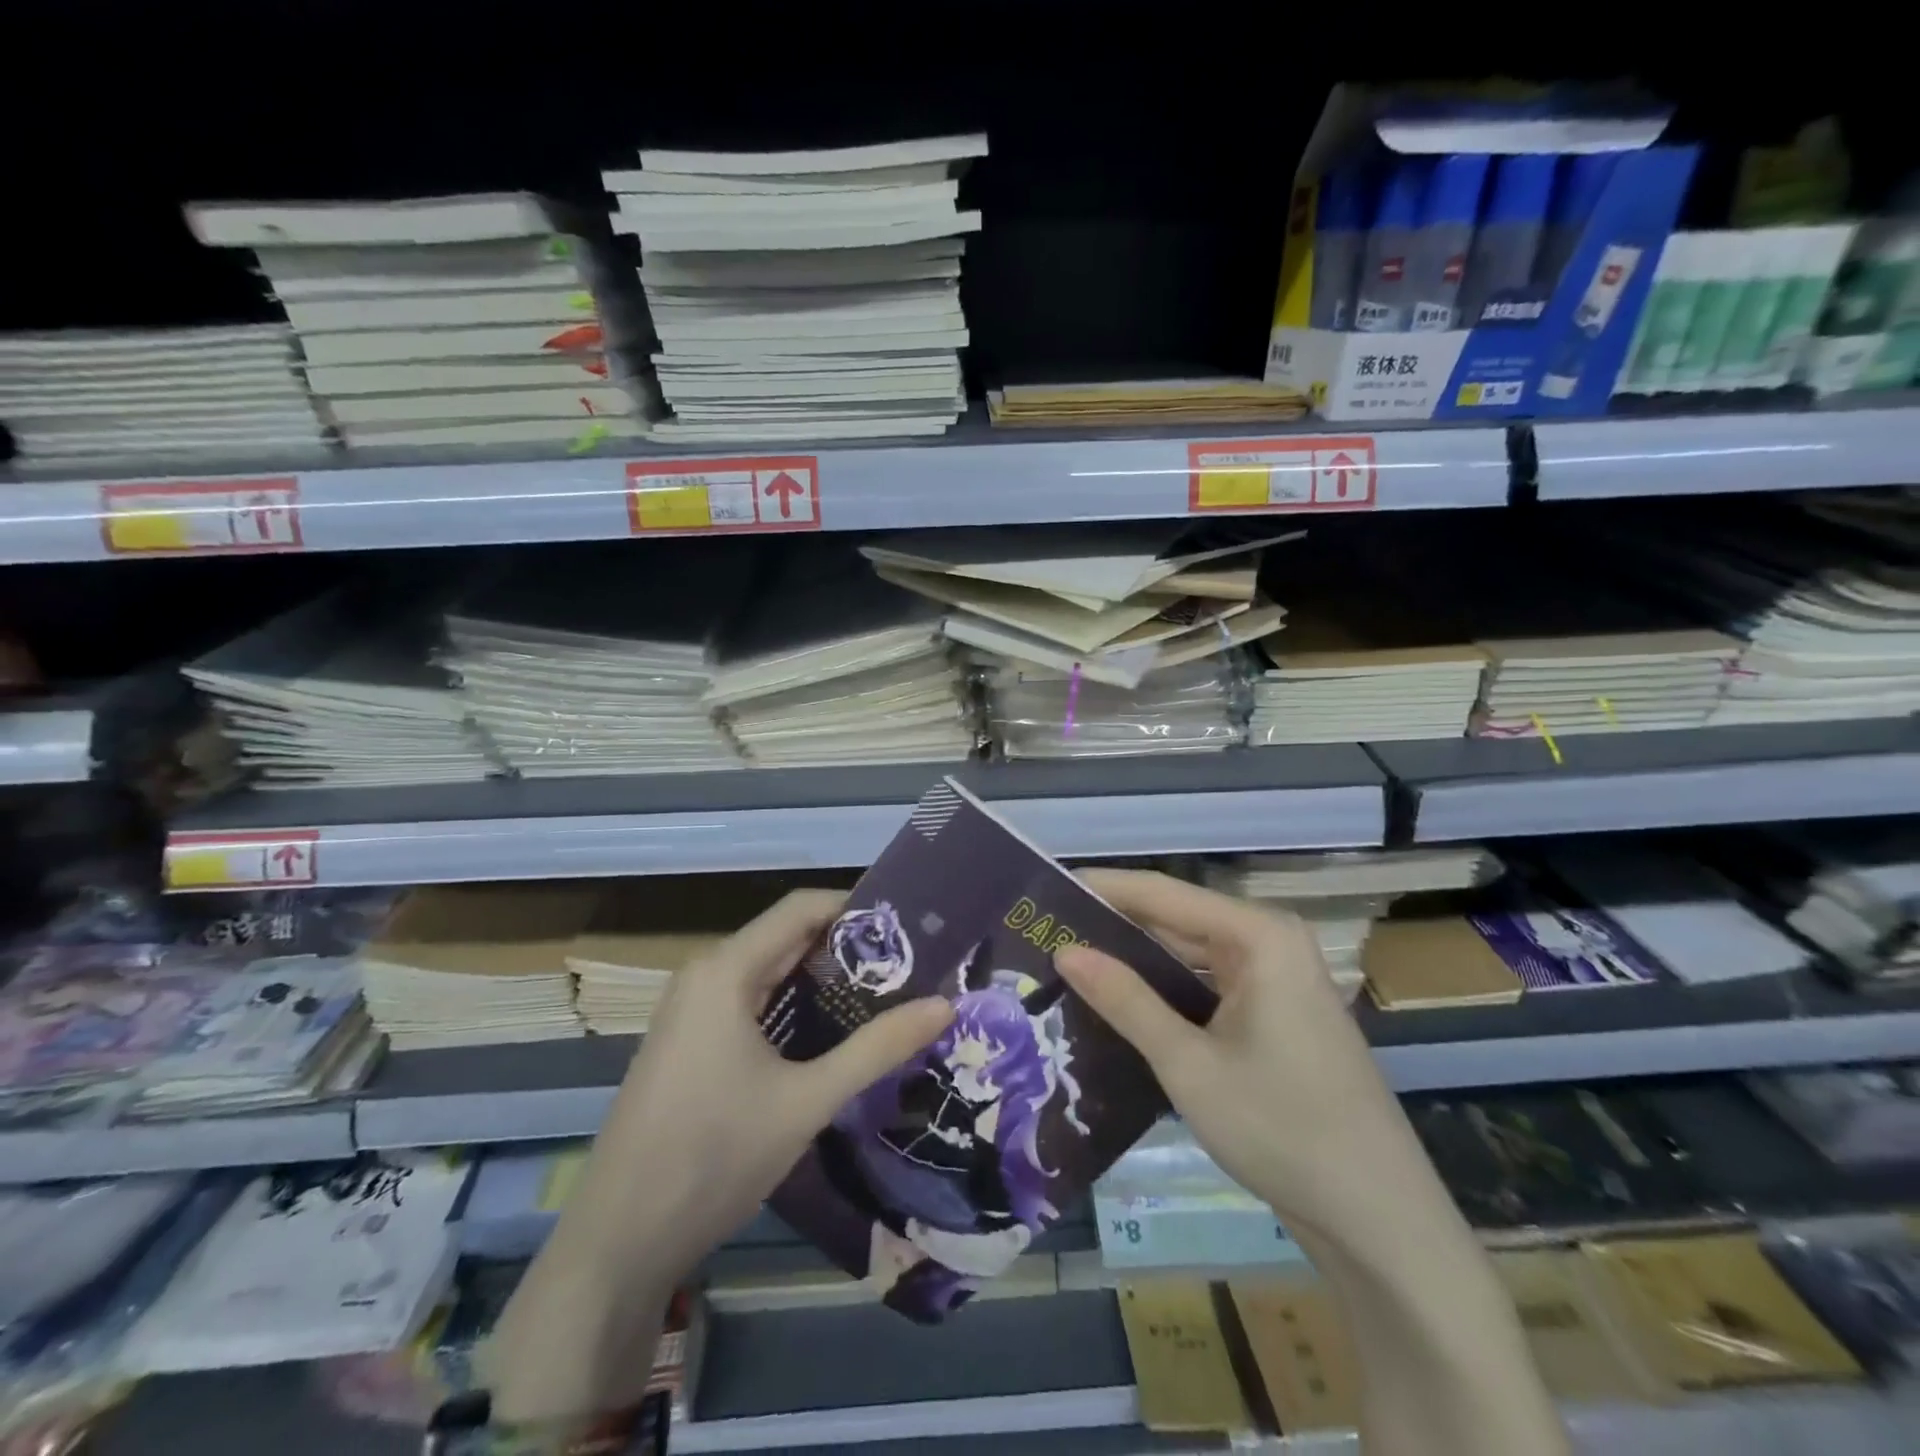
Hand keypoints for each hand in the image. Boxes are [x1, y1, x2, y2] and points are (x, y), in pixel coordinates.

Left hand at [566, 889, 951, 1288]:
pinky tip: (831, 1031)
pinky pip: (750, 1002)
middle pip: (786, 938)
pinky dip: (793, 1005)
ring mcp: (691, 1010)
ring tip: (884, 992)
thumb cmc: (714, 1157)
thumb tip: (946, 1005)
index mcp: (726, 970)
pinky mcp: (689, 1042)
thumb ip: (878, 1048)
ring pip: (768, 972)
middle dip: (846, 947)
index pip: (801, 908)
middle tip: (909, 963)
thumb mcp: (808, 1101)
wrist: (619, 1243)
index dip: (856, 908)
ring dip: (822, 978)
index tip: (908, 927)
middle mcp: (705, 975)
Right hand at [1056, 868, 1413, 1231]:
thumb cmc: (1283, 1129)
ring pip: (1188, 955)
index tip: (1044, 890)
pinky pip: (1206, 987)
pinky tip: (1117, 1003)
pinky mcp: (1274, 1015)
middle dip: (1113, 927)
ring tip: (1067, 964)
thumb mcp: (1189, 1064)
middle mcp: (1269, 943)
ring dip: (1135, 962)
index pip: (1161, 892)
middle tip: (1044, 933)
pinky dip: (1164, 992)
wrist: (1379, 1220)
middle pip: (1176, 919)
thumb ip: (1125, 1000)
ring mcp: (1275, 980)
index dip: (1101, 888)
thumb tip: (1064, 951)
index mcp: (1258, 935)